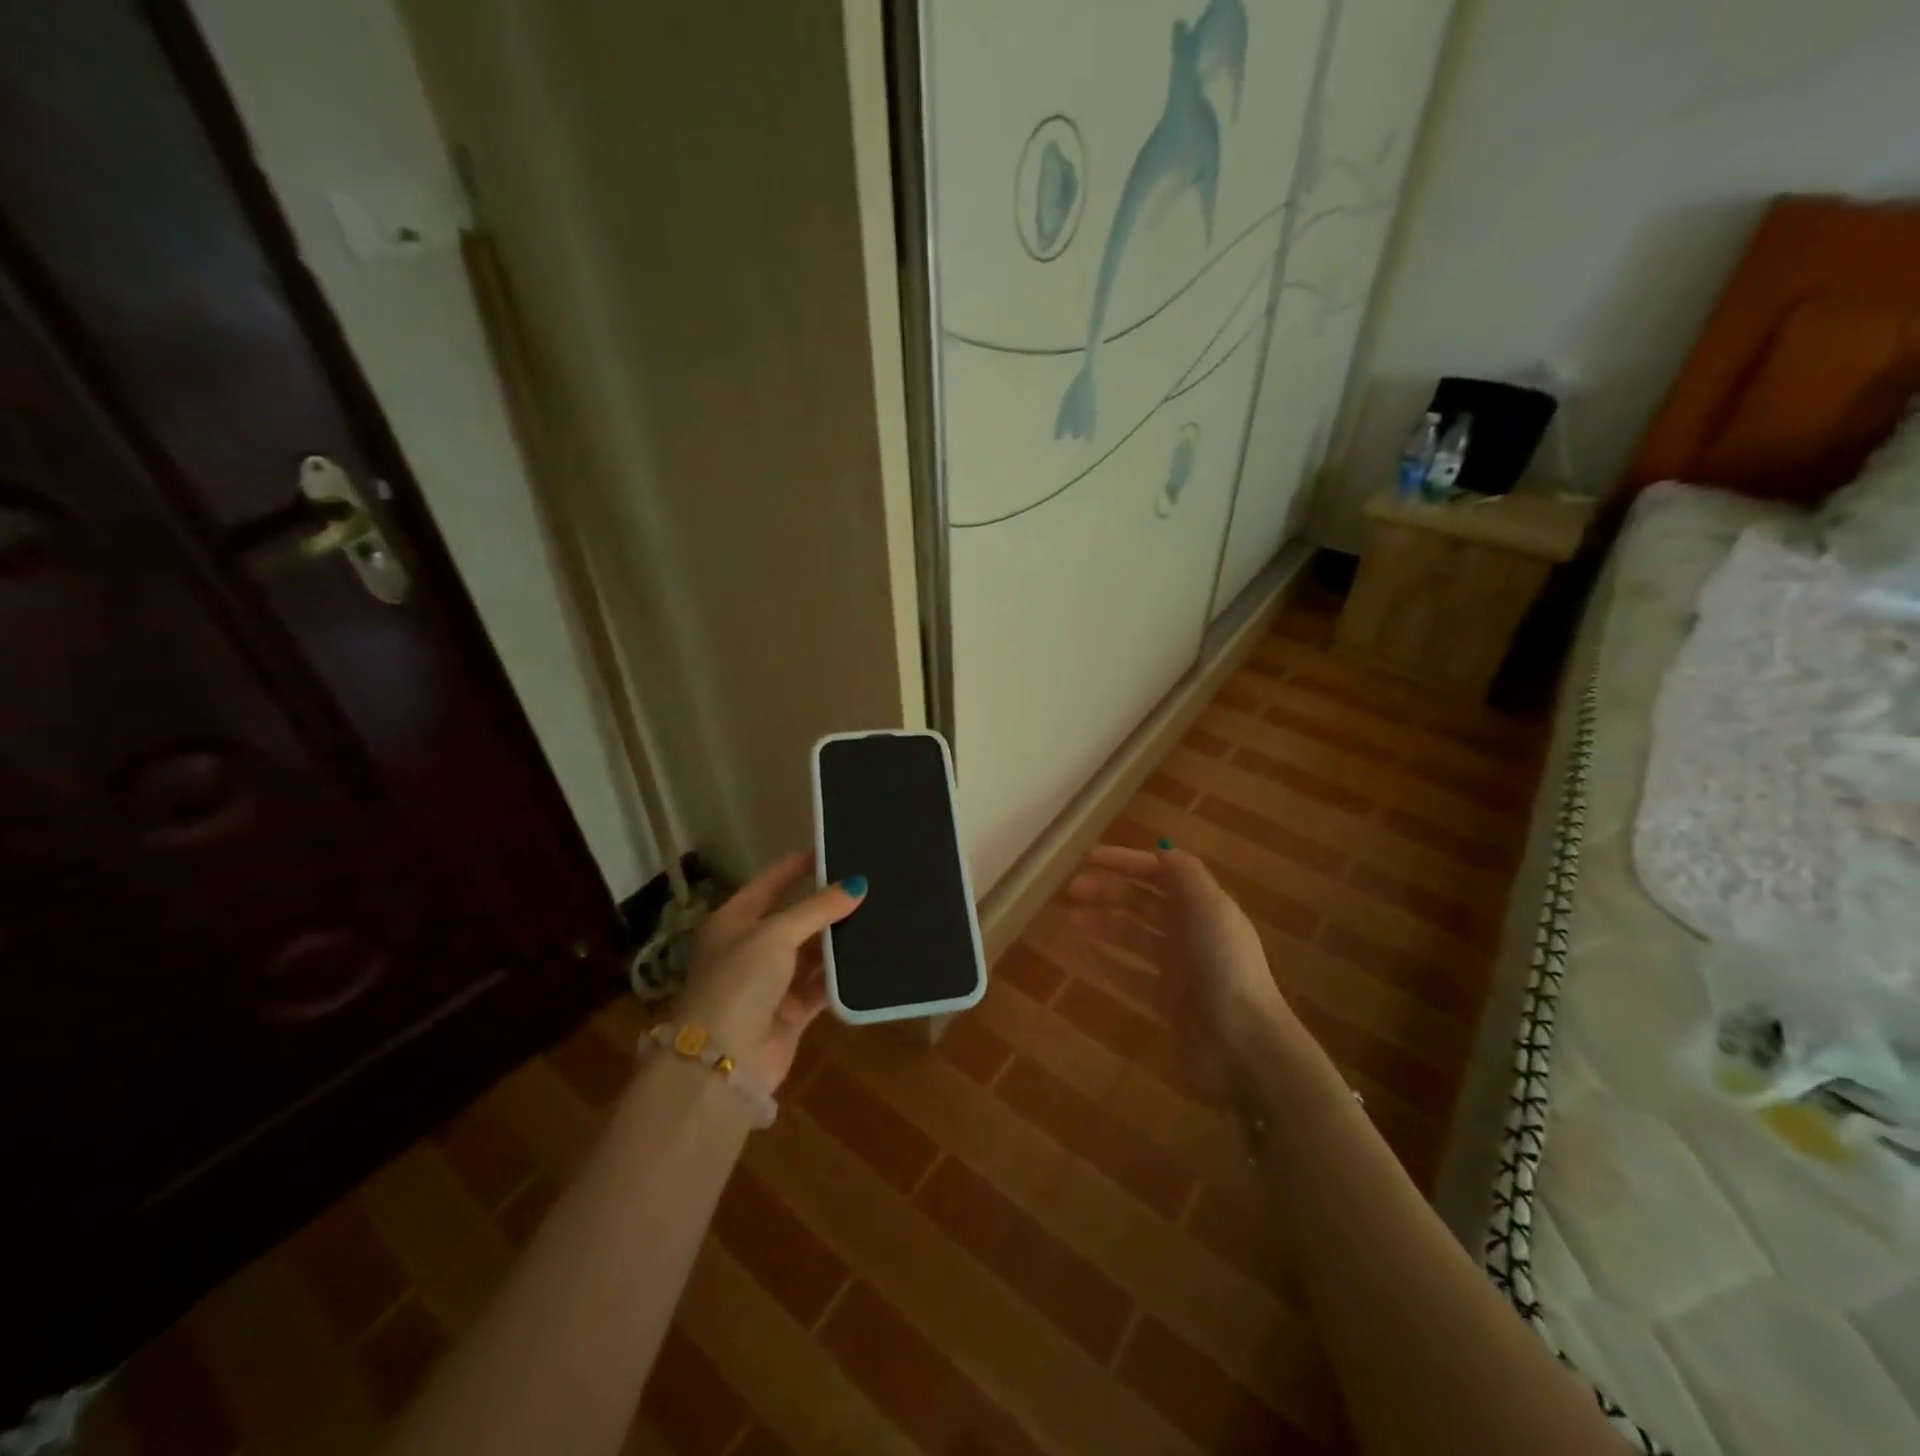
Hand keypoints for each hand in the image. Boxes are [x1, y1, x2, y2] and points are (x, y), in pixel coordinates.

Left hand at [674, 851, 864, 1089]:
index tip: (833, 850)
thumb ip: (817, 909)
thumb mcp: (776, 934)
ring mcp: (771, 982)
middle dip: (826, 904)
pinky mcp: (791, 1012)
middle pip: (794, 918)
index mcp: (733, 921)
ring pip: (811, 952)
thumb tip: (857, 885)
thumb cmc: (739, 981)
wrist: (723, 1061)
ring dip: (837, 939)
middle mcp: (751, 948)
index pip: (770, 883)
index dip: (798, 866)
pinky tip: (869, 957)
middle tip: (866, 883)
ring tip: (876, 914)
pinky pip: (821, 985)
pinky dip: (840, 975)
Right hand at [1062, 843, 1298, 1064]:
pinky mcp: (1166, 1002)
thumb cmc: (1224, 967)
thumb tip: (1160, 850)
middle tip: (1071, 890)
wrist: (1242, 1044)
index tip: (1088, 857)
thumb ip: (1185, 874)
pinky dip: (1103, 962)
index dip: (1126, 862)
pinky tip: (1077, 955)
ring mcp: (1178, 969)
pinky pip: (1127, 974)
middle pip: (1143, 904)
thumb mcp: (1210, 908)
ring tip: (1068, 919)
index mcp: (1205, 907)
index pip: (1161, 874)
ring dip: (1101, 924)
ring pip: (1132, 938)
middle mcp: (1191, 933)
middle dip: (1108, 892)